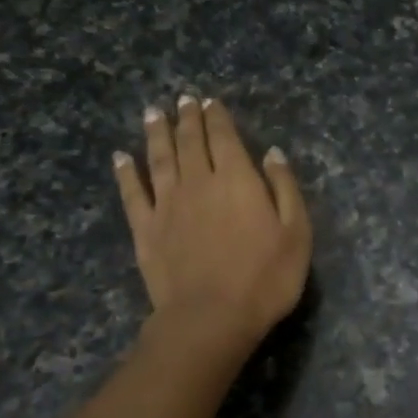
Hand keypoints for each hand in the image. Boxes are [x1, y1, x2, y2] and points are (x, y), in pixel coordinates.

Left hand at [113, 96, 311, 356]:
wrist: (211, 317)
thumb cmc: (265, 278)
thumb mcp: (296, 233)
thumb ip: (284, 188)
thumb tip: (272, 153)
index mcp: (237, 180)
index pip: (225, 138)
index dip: (218, 118)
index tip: (210, 102)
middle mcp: (199, 182)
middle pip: (191, 142)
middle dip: (188, 118)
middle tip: (183, 100)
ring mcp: (167, 204)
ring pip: (160, 159)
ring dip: (157, 133)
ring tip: (154, 112)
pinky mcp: (146, 229)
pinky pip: (133, 193)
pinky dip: (126, 172)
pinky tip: (121, 158)